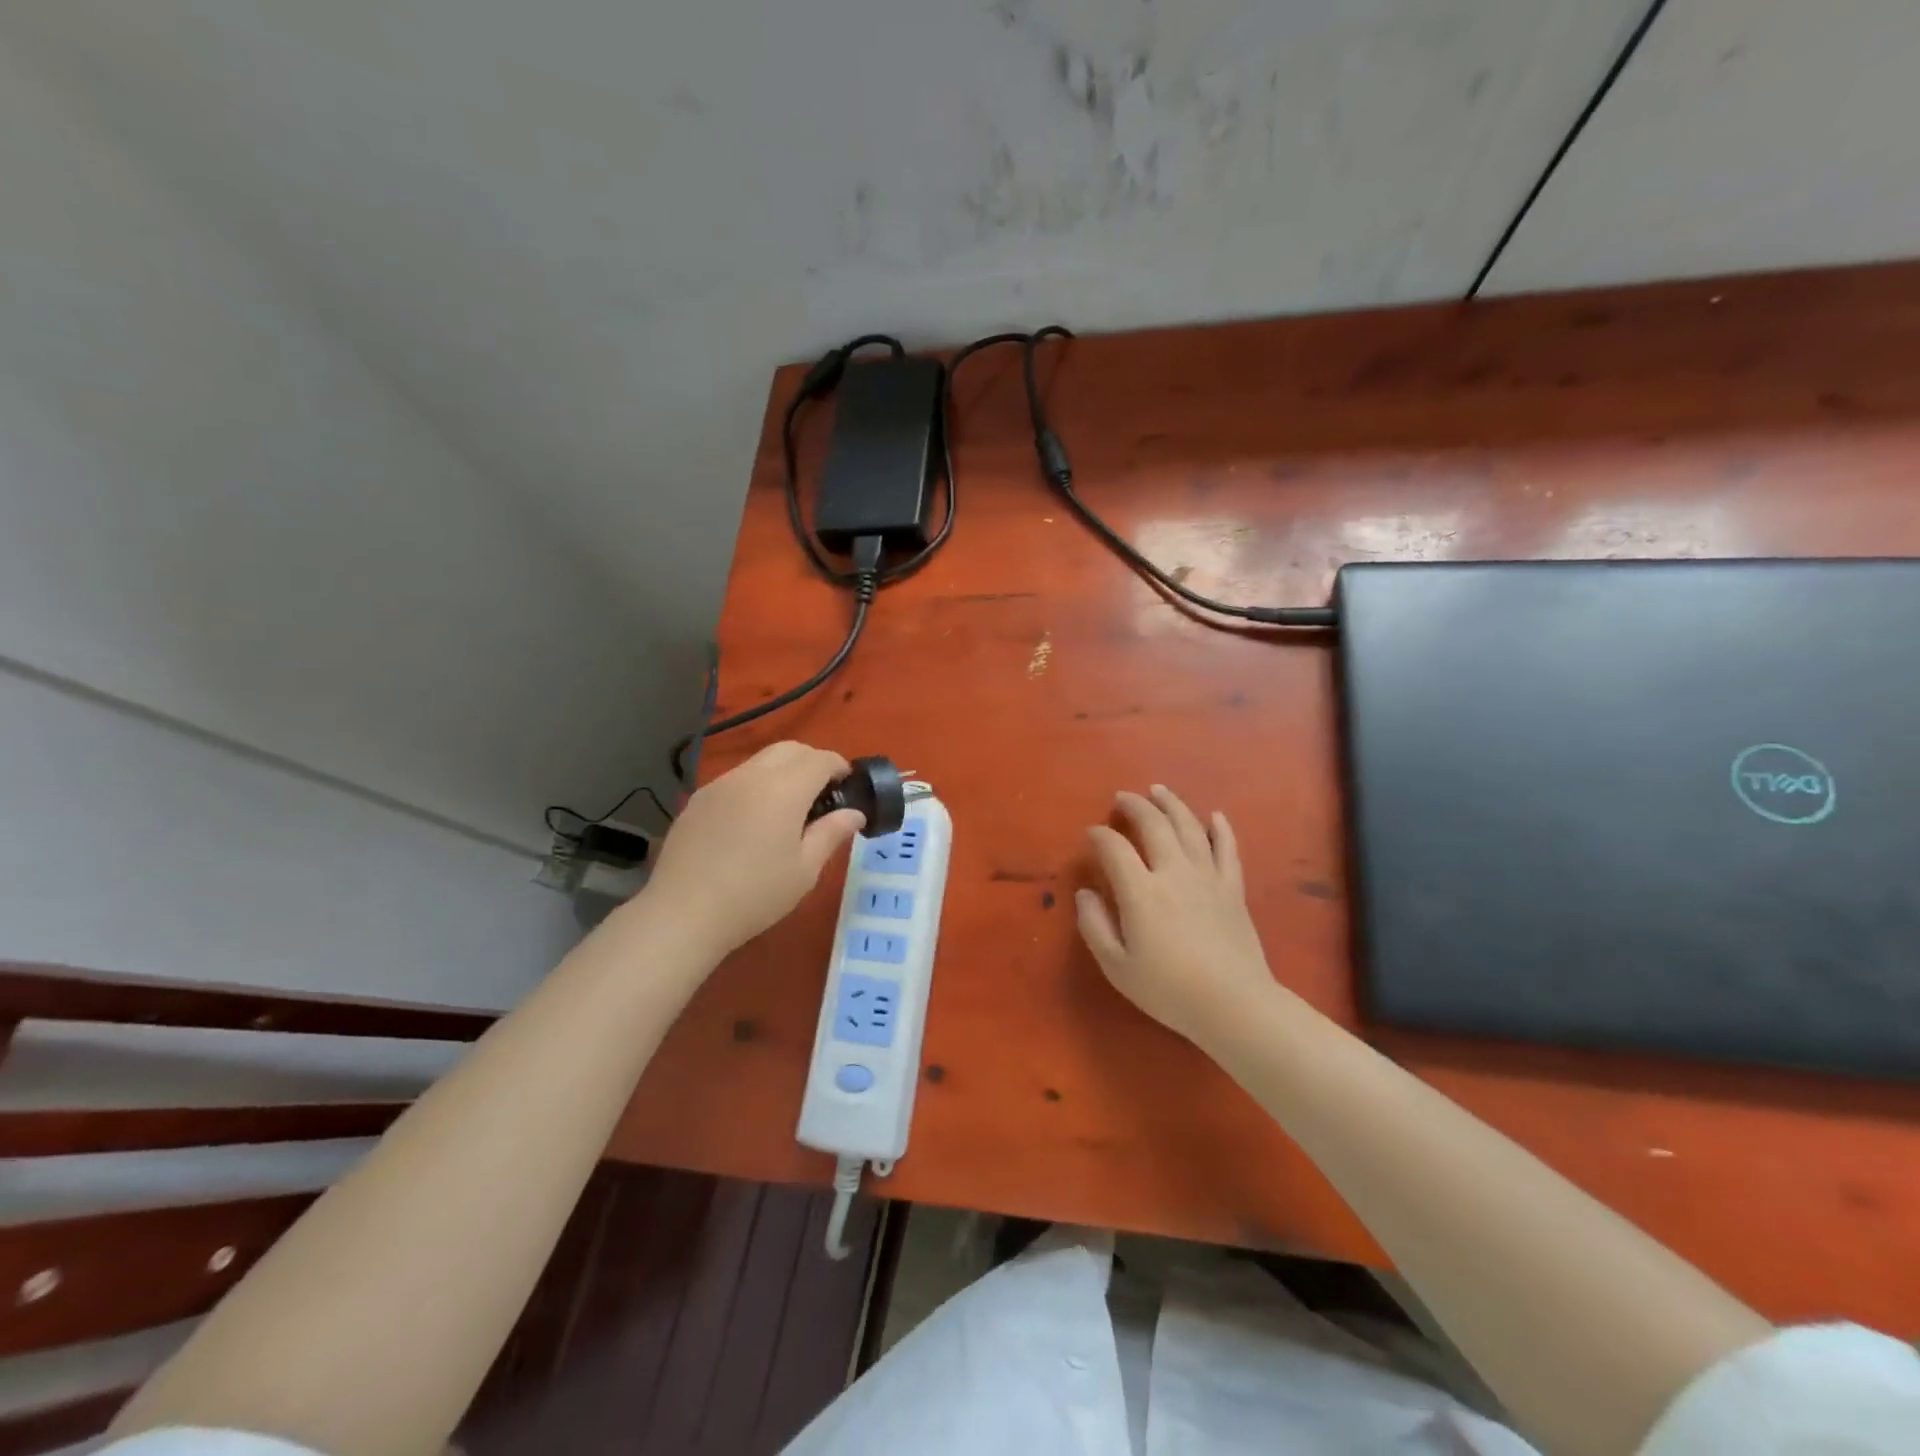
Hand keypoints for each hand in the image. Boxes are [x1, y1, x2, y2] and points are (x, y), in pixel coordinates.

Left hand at [640, 741, 864, 960]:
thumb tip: (854, 813)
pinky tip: (753, 821)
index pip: (819, 759)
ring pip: (760, 761)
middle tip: (822, 794)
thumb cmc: (755, 895)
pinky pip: (736, 779)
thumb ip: (831, 833)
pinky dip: (755, 786)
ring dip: (782, 772)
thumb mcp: (804, 870)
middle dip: (812, 762)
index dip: (839, 766)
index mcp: (783, 789)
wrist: (683, 913)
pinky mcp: (698, 800)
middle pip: (789, 749)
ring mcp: (719, 785)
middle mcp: (751, 776)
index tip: (848, 786)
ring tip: (788, 808)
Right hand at [1076, 785, 1277, 1047]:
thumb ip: (1094, 926)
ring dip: (1171, 804)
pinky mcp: (1232, 888)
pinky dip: (1220, 829)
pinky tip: (1215, 816)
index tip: (1091, 833)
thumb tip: (1085, 893)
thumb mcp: (1117, 966)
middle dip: (1134, 806)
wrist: (1234, 1005)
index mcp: (1141, 891)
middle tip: (1122, 797)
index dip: (1099, 835)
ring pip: (1189, 827)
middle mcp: (1173, 872)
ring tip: (1158, 790)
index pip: (1115, 848)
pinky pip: (1227, 849)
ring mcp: (1207, 877)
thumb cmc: (1168, 990)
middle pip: (1153, 825)